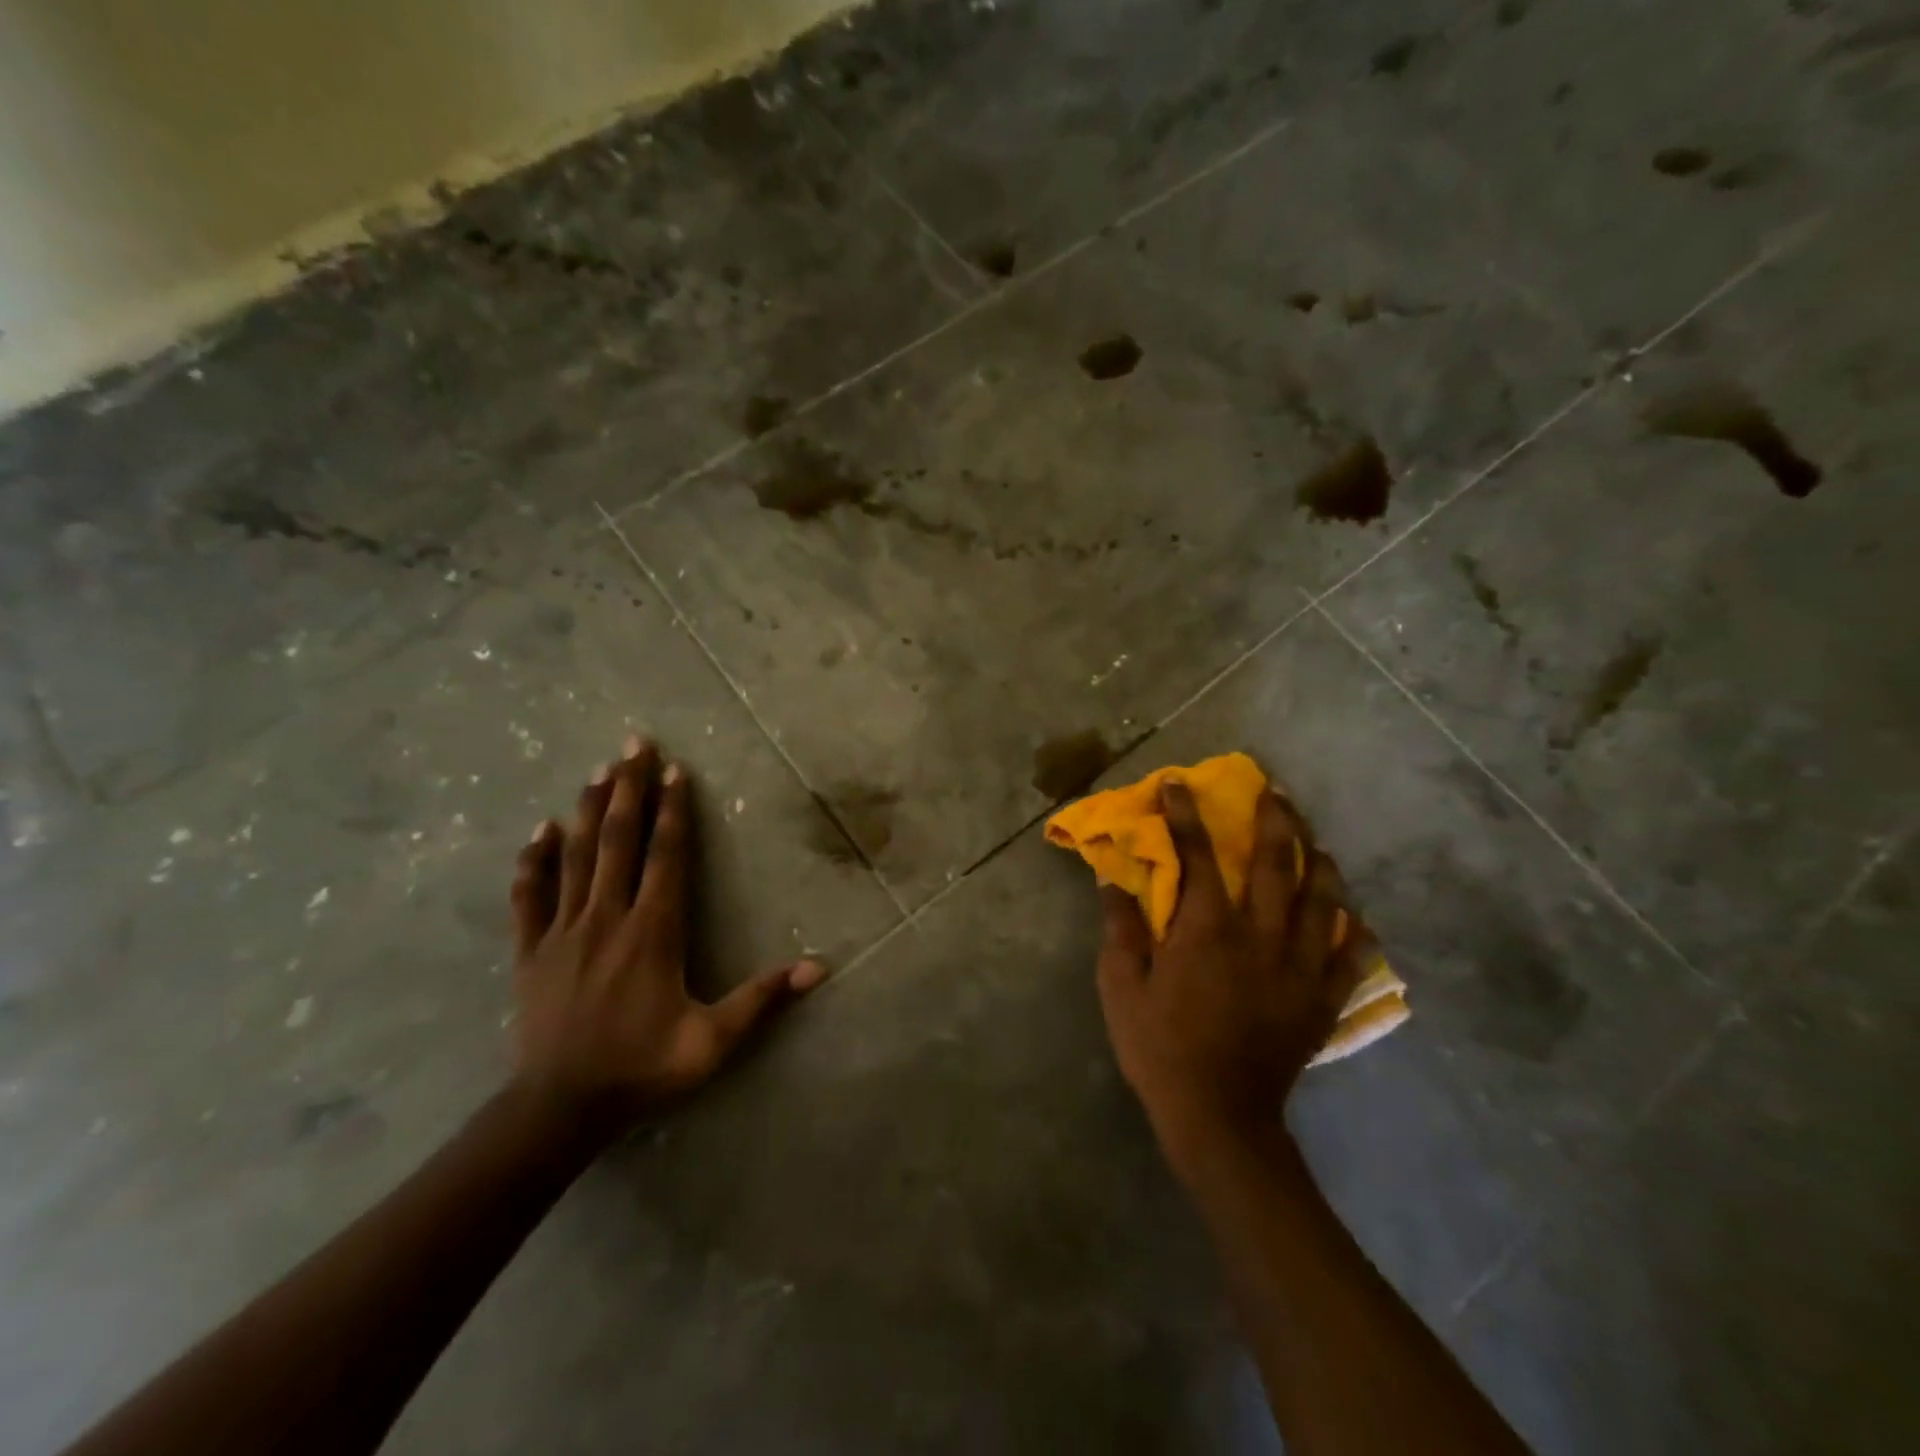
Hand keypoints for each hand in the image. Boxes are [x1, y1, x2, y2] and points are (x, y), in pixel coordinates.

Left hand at [509, 737, 824, 1135]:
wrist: (558, 1109)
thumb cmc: (642, 1068)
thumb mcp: (713, 1041)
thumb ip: (762, 999)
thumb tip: (820, 967)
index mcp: (653, 931)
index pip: (666, 856)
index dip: (673, 810)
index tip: (676, 770)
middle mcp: (608, 917)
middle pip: (620, 840)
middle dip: (630, 788)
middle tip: (633, 744)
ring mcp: (563, 930)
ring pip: (578, 856)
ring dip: (590, 809)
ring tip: (600, 770)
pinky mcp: (531, 950)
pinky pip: (530, 895)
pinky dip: (536, 859)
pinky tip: (543, 829)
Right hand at [1095, 781, 1361, 1166]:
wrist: (1219, 1117)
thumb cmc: (1161, 1047)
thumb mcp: (1122, 988)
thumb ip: (1122, 930)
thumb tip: (1114, 882)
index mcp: (1208, 929)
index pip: (1198, 856)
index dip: (1185, 815)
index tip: (1179, 783)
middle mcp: (1261, 936)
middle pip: (1277, 865)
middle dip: (1275, 821)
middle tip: (1276, 793)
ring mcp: (1299, 968)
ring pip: (1324, 902)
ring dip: (1321, 864)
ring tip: (1317, 843)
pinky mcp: (1321, 1000)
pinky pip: (1351, 958)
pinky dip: (1356, 934)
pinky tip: (1356, 919)